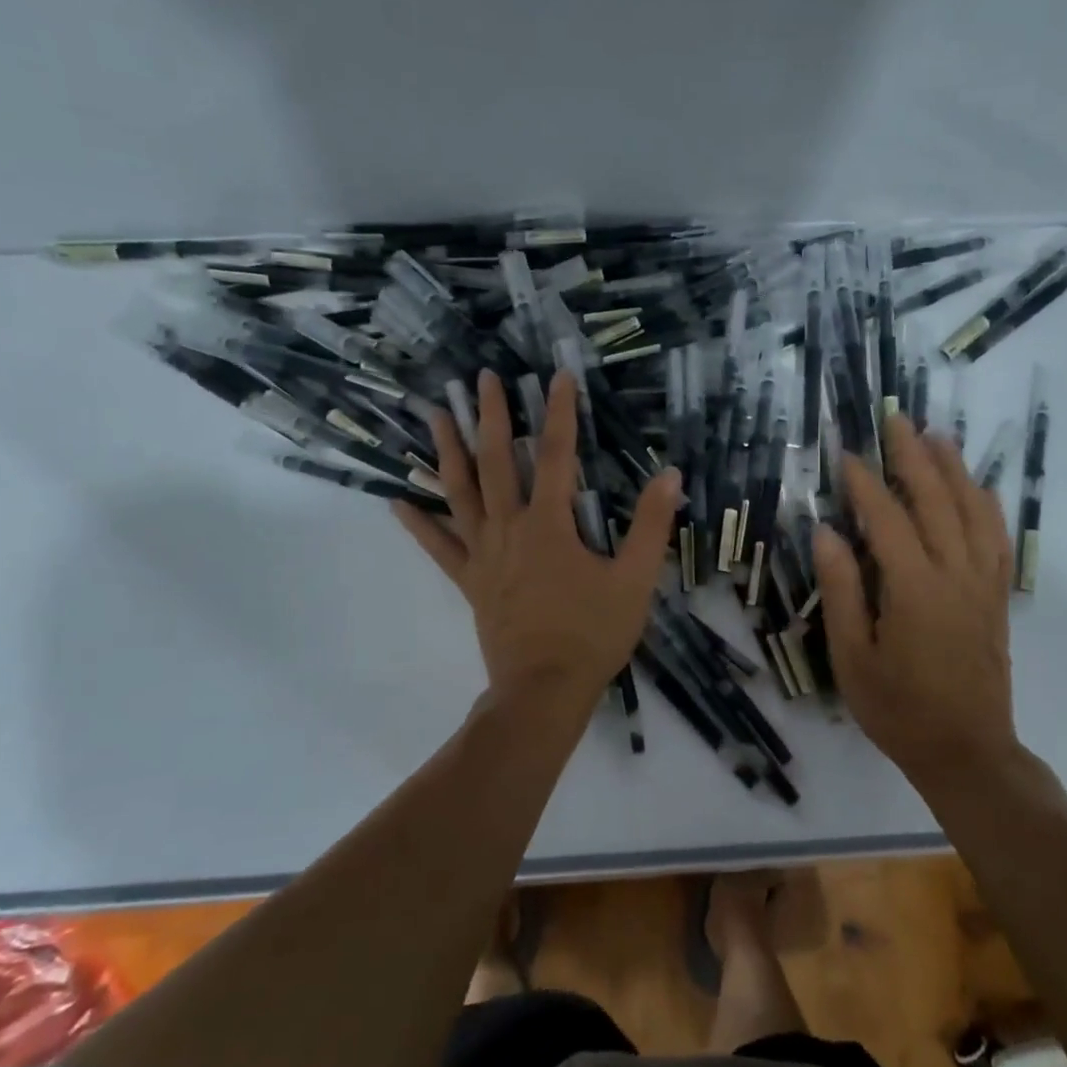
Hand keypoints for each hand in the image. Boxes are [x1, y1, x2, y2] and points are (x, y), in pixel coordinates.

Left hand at [394, 369, 679, 721]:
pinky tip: (397, 501)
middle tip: (482, 379)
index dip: (560, 413)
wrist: (544, 690)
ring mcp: (483, 555)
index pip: (556, 455)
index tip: (558, 376)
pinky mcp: (470, 582)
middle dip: (490, 417)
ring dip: (447, 452)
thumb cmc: (593, 634)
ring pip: (460, 494)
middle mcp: (509, 529)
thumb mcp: (635, 580)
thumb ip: (651, 526)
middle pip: (496, 462)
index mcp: (549, 525)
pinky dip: (418, 524)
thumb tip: (670, 475)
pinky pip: (438, 547)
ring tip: (433, 415)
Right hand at [815, 413, 1019, 782]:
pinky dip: (985, 503)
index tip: (848, 454)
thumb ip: (841, 590)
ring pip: (972, 510)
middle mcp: (954, 574)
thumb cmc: (898, 709)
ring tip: (936, 436)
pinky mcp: (996, 595)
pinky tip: (975, 487)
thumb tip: (826, 533)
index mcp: (914, 589)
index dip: (865, 483)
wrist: (967, 750)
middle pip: (936, 500)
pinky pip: (996, 536)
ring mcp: (982, 582)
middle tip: (895, 420)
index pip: (887, 519)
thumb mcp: (851, 657)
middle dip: (913, 456)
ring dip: (954, 468)